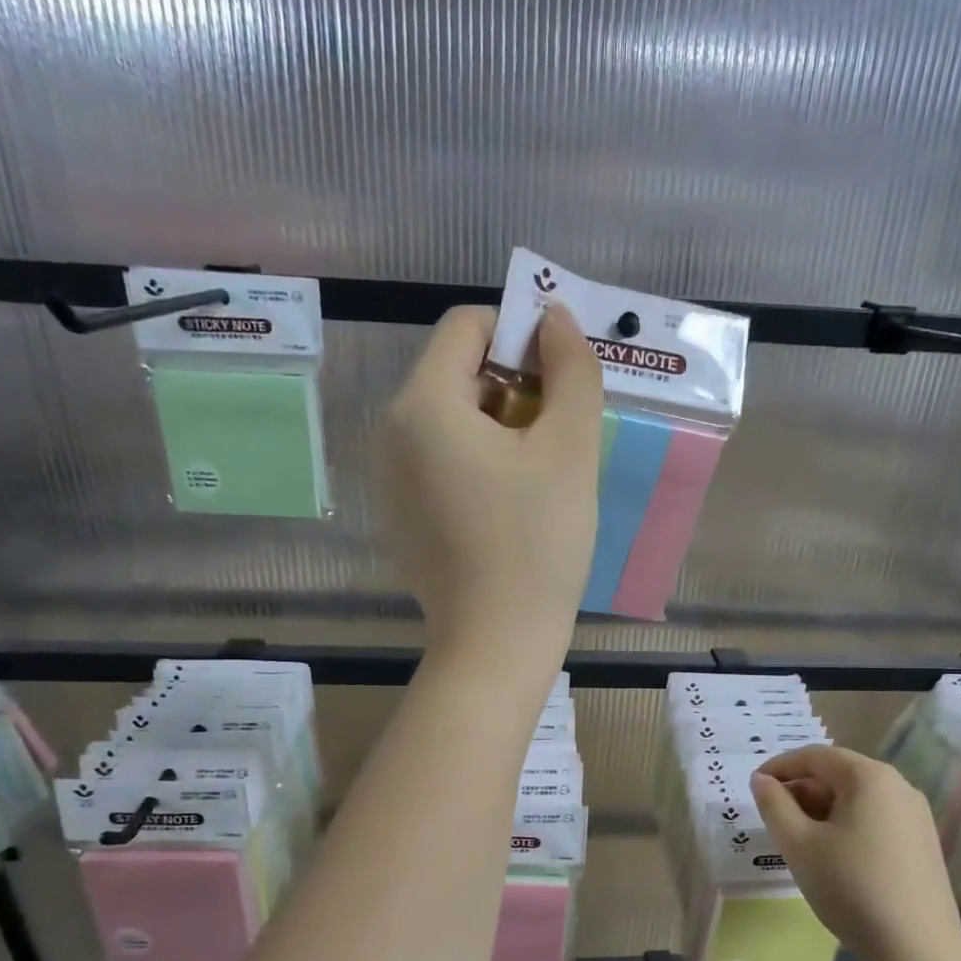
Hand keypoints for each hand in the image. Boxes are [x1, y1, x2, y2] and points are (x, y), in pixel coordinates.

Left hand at [376, 304, 603, 662]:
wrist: (497, 642)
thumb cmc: (538, 542)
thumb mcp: (570, 449)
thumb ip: (571, 369)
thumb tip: (555, 317)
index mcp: (423, 404)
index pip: (467, 326)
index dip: (521, 334)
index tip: (561, 379)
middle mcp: (391, 431)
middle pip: (457, 372)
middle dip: (513, 386)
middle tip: (559, 435)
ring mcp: (389, 477)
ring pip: (450, 419)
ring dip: (501, 426)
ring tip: (539, 475)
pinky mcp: (399, 514)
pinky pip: (439, 461)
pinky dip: (477, 462)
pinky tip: (509, 507)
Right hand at [750, 745, 960, 960]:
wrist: (917, 950)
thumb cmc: (850, 887)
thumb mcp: (798, 844)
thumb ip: (774, 805)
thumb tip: (762, 780)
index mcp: (870, 777)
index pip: (815, 756)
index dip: (779, 766)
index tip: (754, 787)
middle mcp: (899, 786)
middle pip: (839, 774)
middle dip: (801, 789)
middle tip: (773, 816)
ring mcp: (916, 816)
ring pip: (857, 798)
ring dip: (822, 808)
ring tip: (797, 837)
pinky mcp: (923, 843)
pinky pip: (875, 818)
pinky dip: (846, 824)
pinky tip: (832, 854)